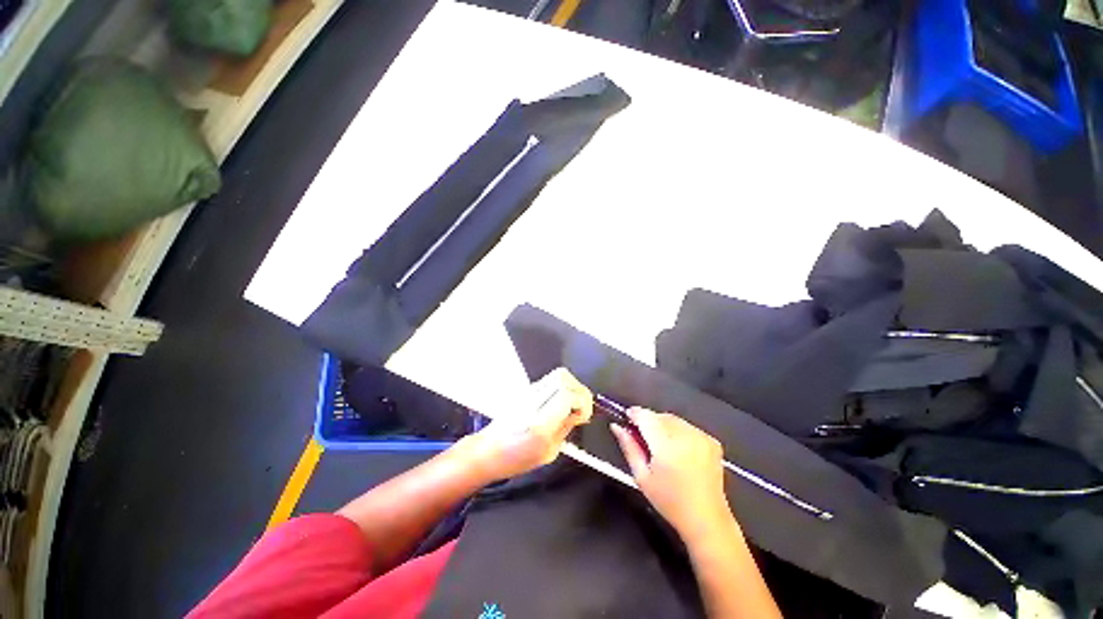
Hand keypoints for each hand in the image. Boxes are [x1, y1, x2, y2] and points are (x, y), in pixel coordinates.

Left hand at [463, 368, 592, 481]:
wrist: (487, 450)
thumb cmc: (515, 459)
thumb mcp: (548, 453)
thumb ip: (565, 428)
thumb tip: (578, 413)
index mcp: (539, 421)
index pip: (567, 395)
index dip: (582, 402)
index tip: (583, 416)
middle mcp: (534, 400)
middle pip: (564, 378)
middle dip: (580, 391)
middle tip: (581, 408)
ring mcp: (529, 391)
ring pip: (558, 375)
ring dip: (572, 387)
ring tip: (573, 404)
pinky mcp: (527, 389)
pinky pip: (551, 379)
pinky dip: (562, 387)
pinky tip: (561, 402)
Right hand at [611, 409, 732, 540]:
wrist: (706, 520)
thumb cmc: (669, 501)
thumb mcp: (641, 477)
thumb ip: (628, 447)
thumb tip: (617, 427)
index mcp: (666, 446)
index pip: (645, 416)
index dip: (634, 414)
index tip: (627, 418)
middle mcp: (685, 437)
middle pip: (659, 415)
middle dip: (649, 421)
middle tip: (643, 438)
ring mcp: (701, 437)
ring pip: (673, 419)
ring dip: (663, 425)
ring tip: (661, 447)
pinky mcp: (711, 441)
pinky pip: (687, 427)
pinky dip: (679, 432)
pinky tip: (679, 450)